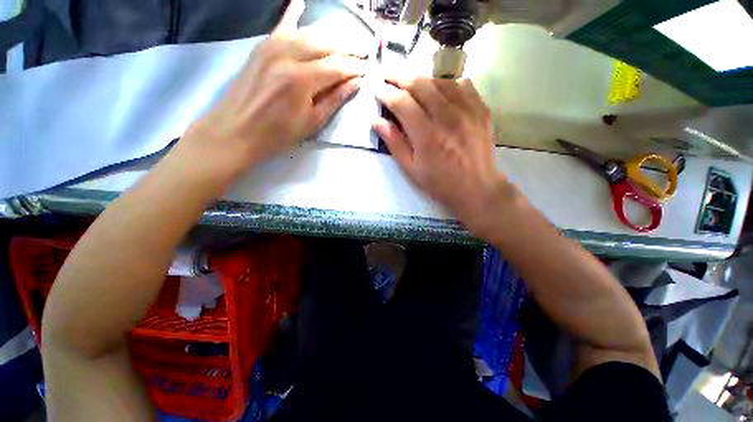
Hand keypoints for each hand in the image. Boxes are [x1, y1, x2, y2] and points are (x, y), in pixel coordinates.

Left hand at [182, 0, 365, 172]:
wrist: (236, 131)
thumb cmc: (278, 134)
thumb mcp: (312, 123)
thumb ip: (334, 100)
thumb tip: (355, 83)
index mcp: (302, 79)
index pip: (338, 66)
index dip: (355, 67)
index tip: (367, 70)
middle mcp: (288, 55)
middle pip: (325, 45)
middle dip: (347, 50)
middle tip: (361, 56)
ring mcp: (272, 46)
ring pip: (308, 33)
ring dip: (330, 38)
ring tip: (344, 45)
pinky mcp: (262, 47)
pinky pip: (281, 25)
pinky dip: (293, 14)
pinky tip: (301, 2)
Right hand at [374, 76, 515, 236]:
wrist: (477, 188)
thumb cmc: (440, 183)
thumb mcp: (412, 169)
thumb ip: (395, 143)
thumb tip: (376, 122)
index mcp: (426, 135)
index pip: (402, 102)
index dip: (386, 93)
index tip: (377, 90)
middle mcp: (447, 117)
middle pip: (420, 84)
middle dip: (399, 76)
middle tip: (387, 75)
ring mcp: (467, 110)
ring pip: (440, 81)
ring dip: (421, 78)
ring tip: (410, 81)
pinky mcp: (481, 110)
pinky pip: (463, 85)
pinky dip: (446, 82)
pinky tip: (439, 89)